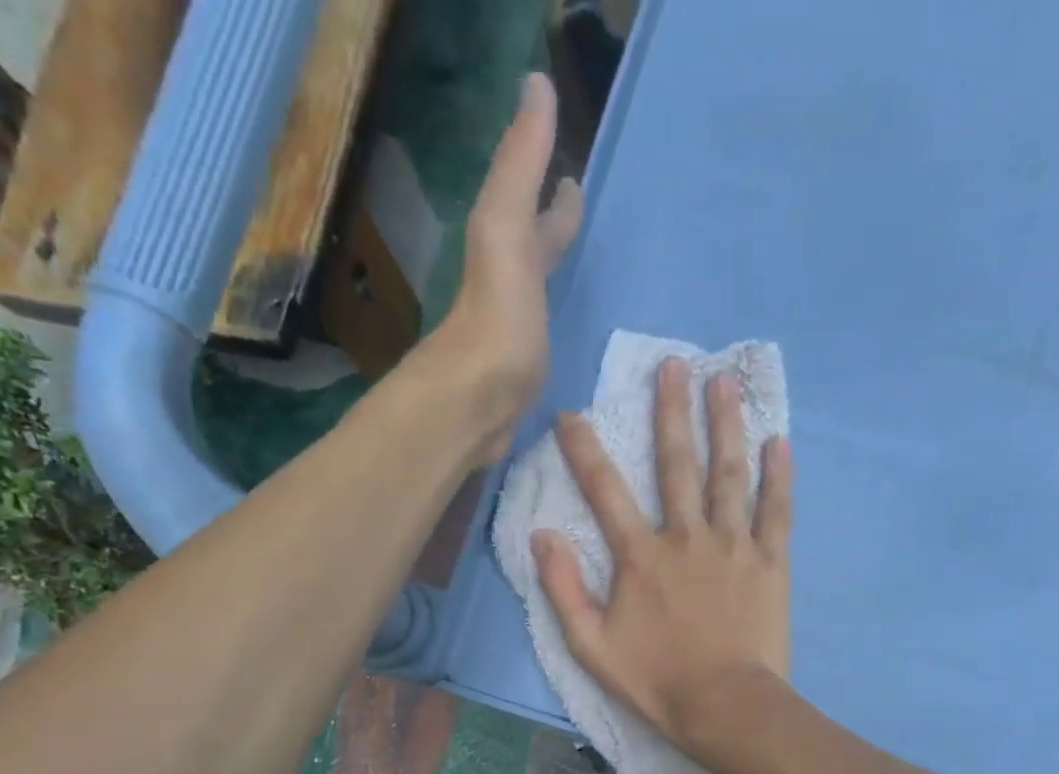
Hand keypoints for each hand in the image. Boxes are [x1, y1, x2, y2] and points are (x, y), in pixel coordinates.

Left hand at [430, 73, 583, 466]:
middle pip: (533, 252)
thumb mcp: (506, 229)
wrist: (474, 406)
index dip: (553, 191)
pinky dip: (560, 333)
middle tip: (581, 218)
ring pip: (540, 298)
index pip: (534, 210)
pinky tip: (571, 344)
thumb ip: (520, 165)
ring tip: (584, 278)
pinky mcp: (524, 382)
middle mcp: (508, 291)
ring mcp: (516, 339)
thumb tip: (536, 83)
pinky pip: (548, 343)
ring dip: (557, 282)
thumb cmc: (496, 319)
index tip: (573, 176)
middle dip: (554, 232)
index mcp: (507, 252)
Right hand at [533, 359, 795, 764]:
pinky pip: (777, 510)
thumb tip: (541, 534)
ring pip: (729, 474)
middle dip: (671, 411)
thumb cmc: (655, 681)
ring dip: (726, 425)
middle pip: (676, 463)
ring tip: (724, 382)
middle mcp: (686, 537)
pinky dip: (778, 475)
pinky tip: (779, 441)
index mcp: (640, 556)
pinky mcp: (771, 563)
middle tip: (674, 363)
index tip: (571, 414)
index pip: (605, 490)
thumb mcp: (590, 646)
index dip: (584, 450)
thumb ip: (562, 589)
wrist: (725, 707)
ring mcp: (733, 546)